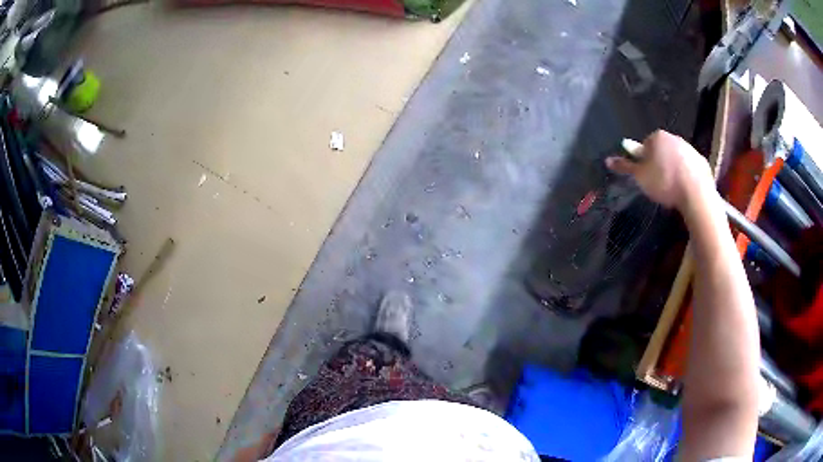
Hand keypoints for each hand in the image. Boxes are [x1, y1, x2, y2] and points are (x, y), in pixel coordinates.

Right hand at [606, 130, 714, 211]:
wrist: (695, 194)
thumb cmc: (664, 182)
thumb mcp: (640, 177)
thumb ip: (625, 167)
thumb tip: (608, 159)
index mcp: (657, 137)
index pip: (645, 144)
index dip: (643, 160)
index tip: (646, 176)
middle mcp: (674, 138)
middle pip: (662, 150)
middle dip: (659, 163)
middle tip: (657, 183)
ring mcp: (690, 149)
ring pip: (677, 158)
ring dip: (673, 169)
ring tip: (672, 189)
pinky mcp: (702, 162)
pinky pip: (690, 167)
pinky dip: (687, 175)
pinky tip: (685, 190)